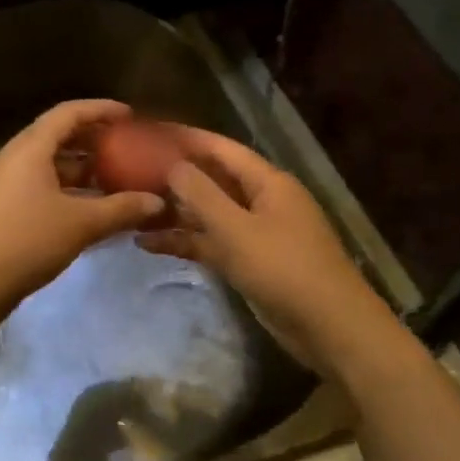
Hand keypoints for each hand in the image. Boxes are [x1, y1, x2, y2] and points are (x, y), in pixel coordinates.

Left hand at [0, 101, 166, 308]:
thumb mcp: (82, 223)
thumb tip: (157, 202)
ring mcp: (5, 182)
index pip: (68, 113)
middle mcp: (14, 157)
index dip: (101, 110)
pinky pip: (40, 184)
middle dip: (92, 139)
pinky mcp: (3, 206)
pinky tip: (90, 206)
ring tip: (114, 177)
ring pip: (48, 163)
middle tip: (125, 146)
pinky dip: (67, 187)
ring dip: (81, 167)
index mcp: (30, 148)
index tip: (130, 115)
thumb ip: (122, 208)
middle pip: (57, 135)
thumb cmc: (29, 240)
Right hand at [137, 126, 398, 374]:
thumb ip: (201, 194)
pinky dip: (184, 241)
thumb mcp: (236, 228)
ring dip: (174, 212)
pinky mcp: (250, 262)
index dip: (186, 138)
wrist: (329, 328)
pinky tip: (147, 244)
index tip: (149, 132)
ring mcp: (256, 233)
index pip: (221, 148)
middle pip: (212, 179)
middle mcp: (262, 201)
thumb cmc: (284, 269)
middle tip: (129, 171)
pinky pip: (211, 243)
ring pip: (208, 214)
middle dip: (174, 175)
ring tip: (131, 208)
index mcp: (267, 182)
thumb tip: (172, 165)